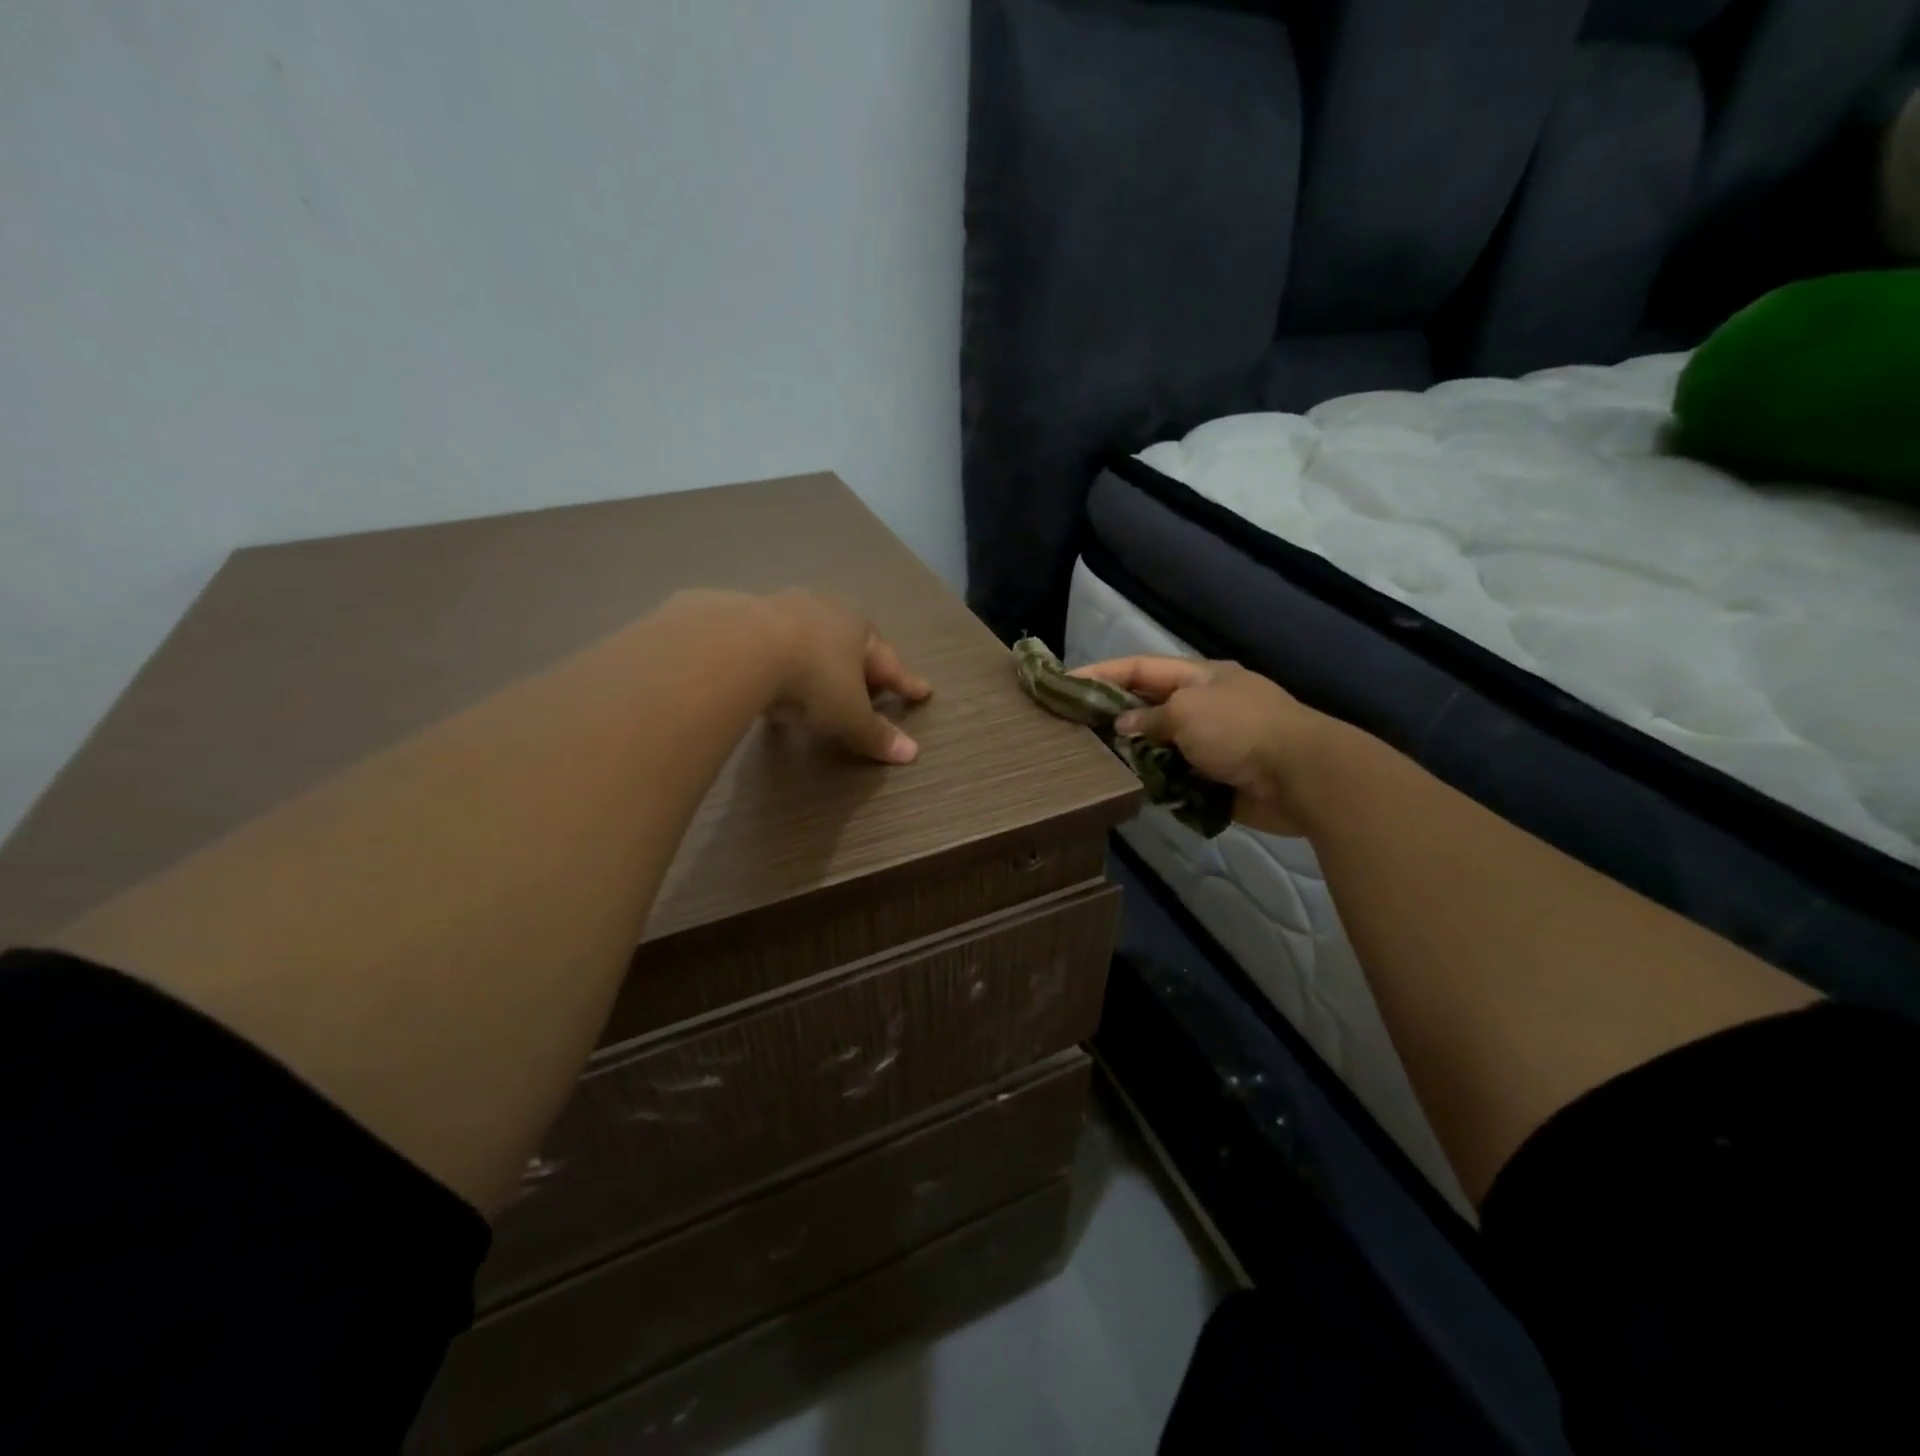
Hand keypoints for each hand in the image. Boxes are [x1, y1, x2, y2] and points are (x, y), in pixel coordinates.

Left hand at [759, 590, 931, 763]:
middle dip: (863, 667)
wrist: (743, 648)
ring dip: (820, 662)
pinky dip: (784, 663)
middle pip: (852, 645)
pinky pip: (776, 647)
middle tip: (873, 687)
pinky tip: (778, 678)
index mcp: (860, 629)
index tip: (922, 692)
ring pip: (812, 641)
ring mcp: (785, 610)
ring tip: (823, 682)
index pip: (889, 664)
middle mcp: (827, 612)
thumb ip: (876, 734)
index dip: (906, 683)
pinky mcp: (747, 619)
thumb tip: (910, 753)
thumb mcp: (850, 715)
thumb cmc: (814, 679)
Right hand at [1071, 656, 1328, 835]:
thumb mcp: (1188, 713)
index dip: (1100, 672)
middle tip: (1073, 726)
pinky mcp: (1219, 776)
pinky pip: (1177, 775)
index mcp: (1199, 677)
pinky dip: (1157, 780)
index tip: (1063, 682)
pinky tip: (1133, 787)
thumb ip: (1150, 717)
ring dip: (1134, 752)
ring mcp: (1213, 741)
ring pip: (1160, 743)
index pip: (1139, 668)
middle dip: (1114, 714)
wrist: (1302, 776)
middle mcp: (1204, 704)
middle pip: (1148, 704)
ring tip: (1096, 761)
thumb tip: (1125, 725)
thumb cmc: (1241, 730)